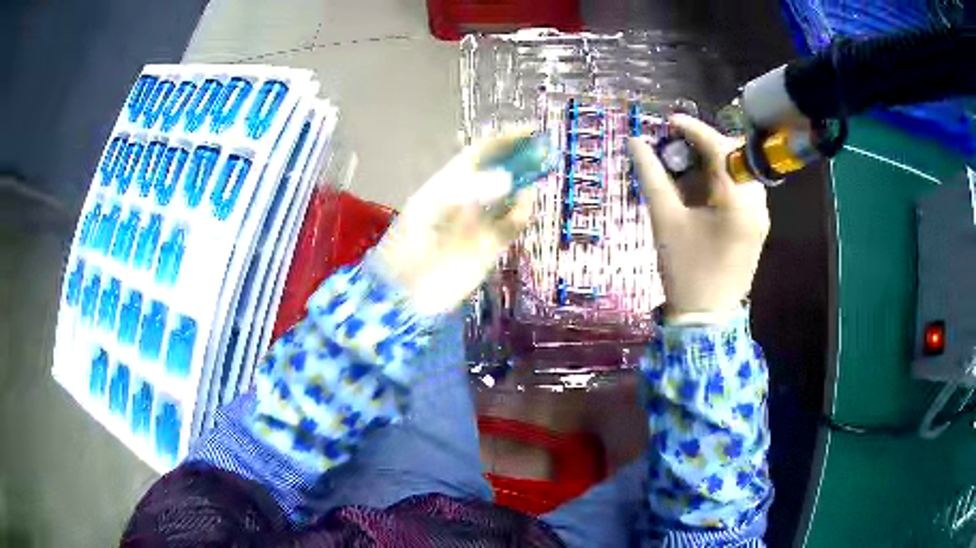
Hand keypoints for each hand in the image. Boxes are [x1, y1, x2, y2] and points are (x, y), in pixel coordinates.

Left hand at [371, 131, 535, 316]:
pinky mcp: (490, 247)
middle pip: (499, 173)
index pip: (480, 155)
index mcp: (447, 185)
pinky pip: (512, 225)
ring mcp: (480, 224)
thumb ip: (469, 193)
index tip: (529, 130)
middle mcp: (467, 201)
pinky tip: (529, 202)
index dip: (503, 141)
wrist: (404, 295)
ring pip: (510, 198)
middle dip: (521, 159)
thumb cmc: (410, 249)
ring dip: (526, 184)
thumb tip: (508, 180)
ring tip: (543, 170)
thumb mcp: (431, 212)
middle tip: (545, 149)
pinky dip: (523, 213)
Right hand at [629, 114, 769, 322]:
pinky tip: (701, 189)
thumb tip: (635, 142)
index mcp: (738, 202)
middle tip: (677, 146)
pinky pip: (743, 189)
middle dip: (706, 144)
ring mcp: (761, 216)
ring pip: (740, 172)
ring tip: (686, 166)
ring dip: (714, 161)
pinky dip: (723, 180)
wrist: (705, 318)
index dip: (694, 129)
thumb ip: (652, 176)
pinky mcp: (758, 227)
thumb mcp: (664, 220)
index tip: (669, 121)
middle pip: (735, 156)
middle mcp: (758, 204)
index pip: (721, 148)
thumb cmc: (685, 270)